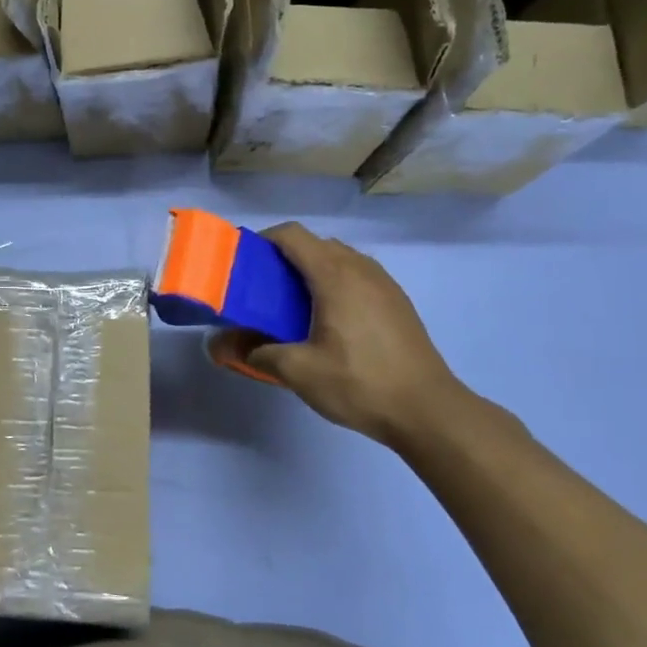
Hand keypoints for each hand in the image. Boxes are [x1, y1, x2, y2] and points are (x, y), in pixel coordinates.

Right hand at [207, 225, 467, 449]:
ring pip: (339, 260)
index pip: (292, 235)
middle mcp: (361, 269)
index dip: (263, 241)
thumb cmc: (359, 383)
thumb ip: (254, 351)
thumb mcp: (298, 371)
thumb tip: (218, 344)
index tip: (244, 266)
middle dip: (284, 259)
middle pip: (315, 244)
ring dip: (311, 272)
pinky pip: (357, 277)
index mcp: (335, 275)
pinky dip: (335, 285)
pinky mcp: (397, 303)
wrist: (428, 411)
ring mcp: (385, 284)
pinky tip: (327, 322)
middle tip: (263, 292)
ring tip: (293, 307)